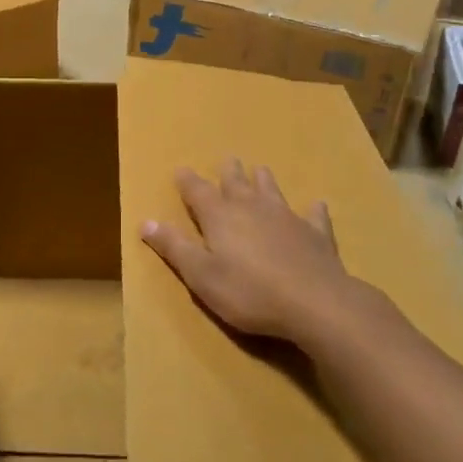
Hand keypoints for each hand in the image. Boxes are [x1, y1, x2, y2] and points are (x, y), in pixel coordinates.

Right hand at [141, 159, 370, 349]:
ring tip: (260, 169)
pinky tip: (316, 205)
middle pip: (236, 183)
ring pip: (271, 191)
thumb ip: (174, 247)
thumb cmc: (249, 292)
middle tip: (227, 160)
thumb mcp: (201, 275)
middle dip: (228, 172)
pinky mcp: (315, 234)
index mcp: (220, 217)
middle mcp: (251, 208)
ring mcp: (286, 218)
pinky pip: (313, 216)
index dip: (188, 182)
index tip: (181, 170)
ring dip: (263, 180)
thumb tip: (146, 221)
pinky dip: (312, 210)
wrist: (314, 302)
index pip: (198, 192)